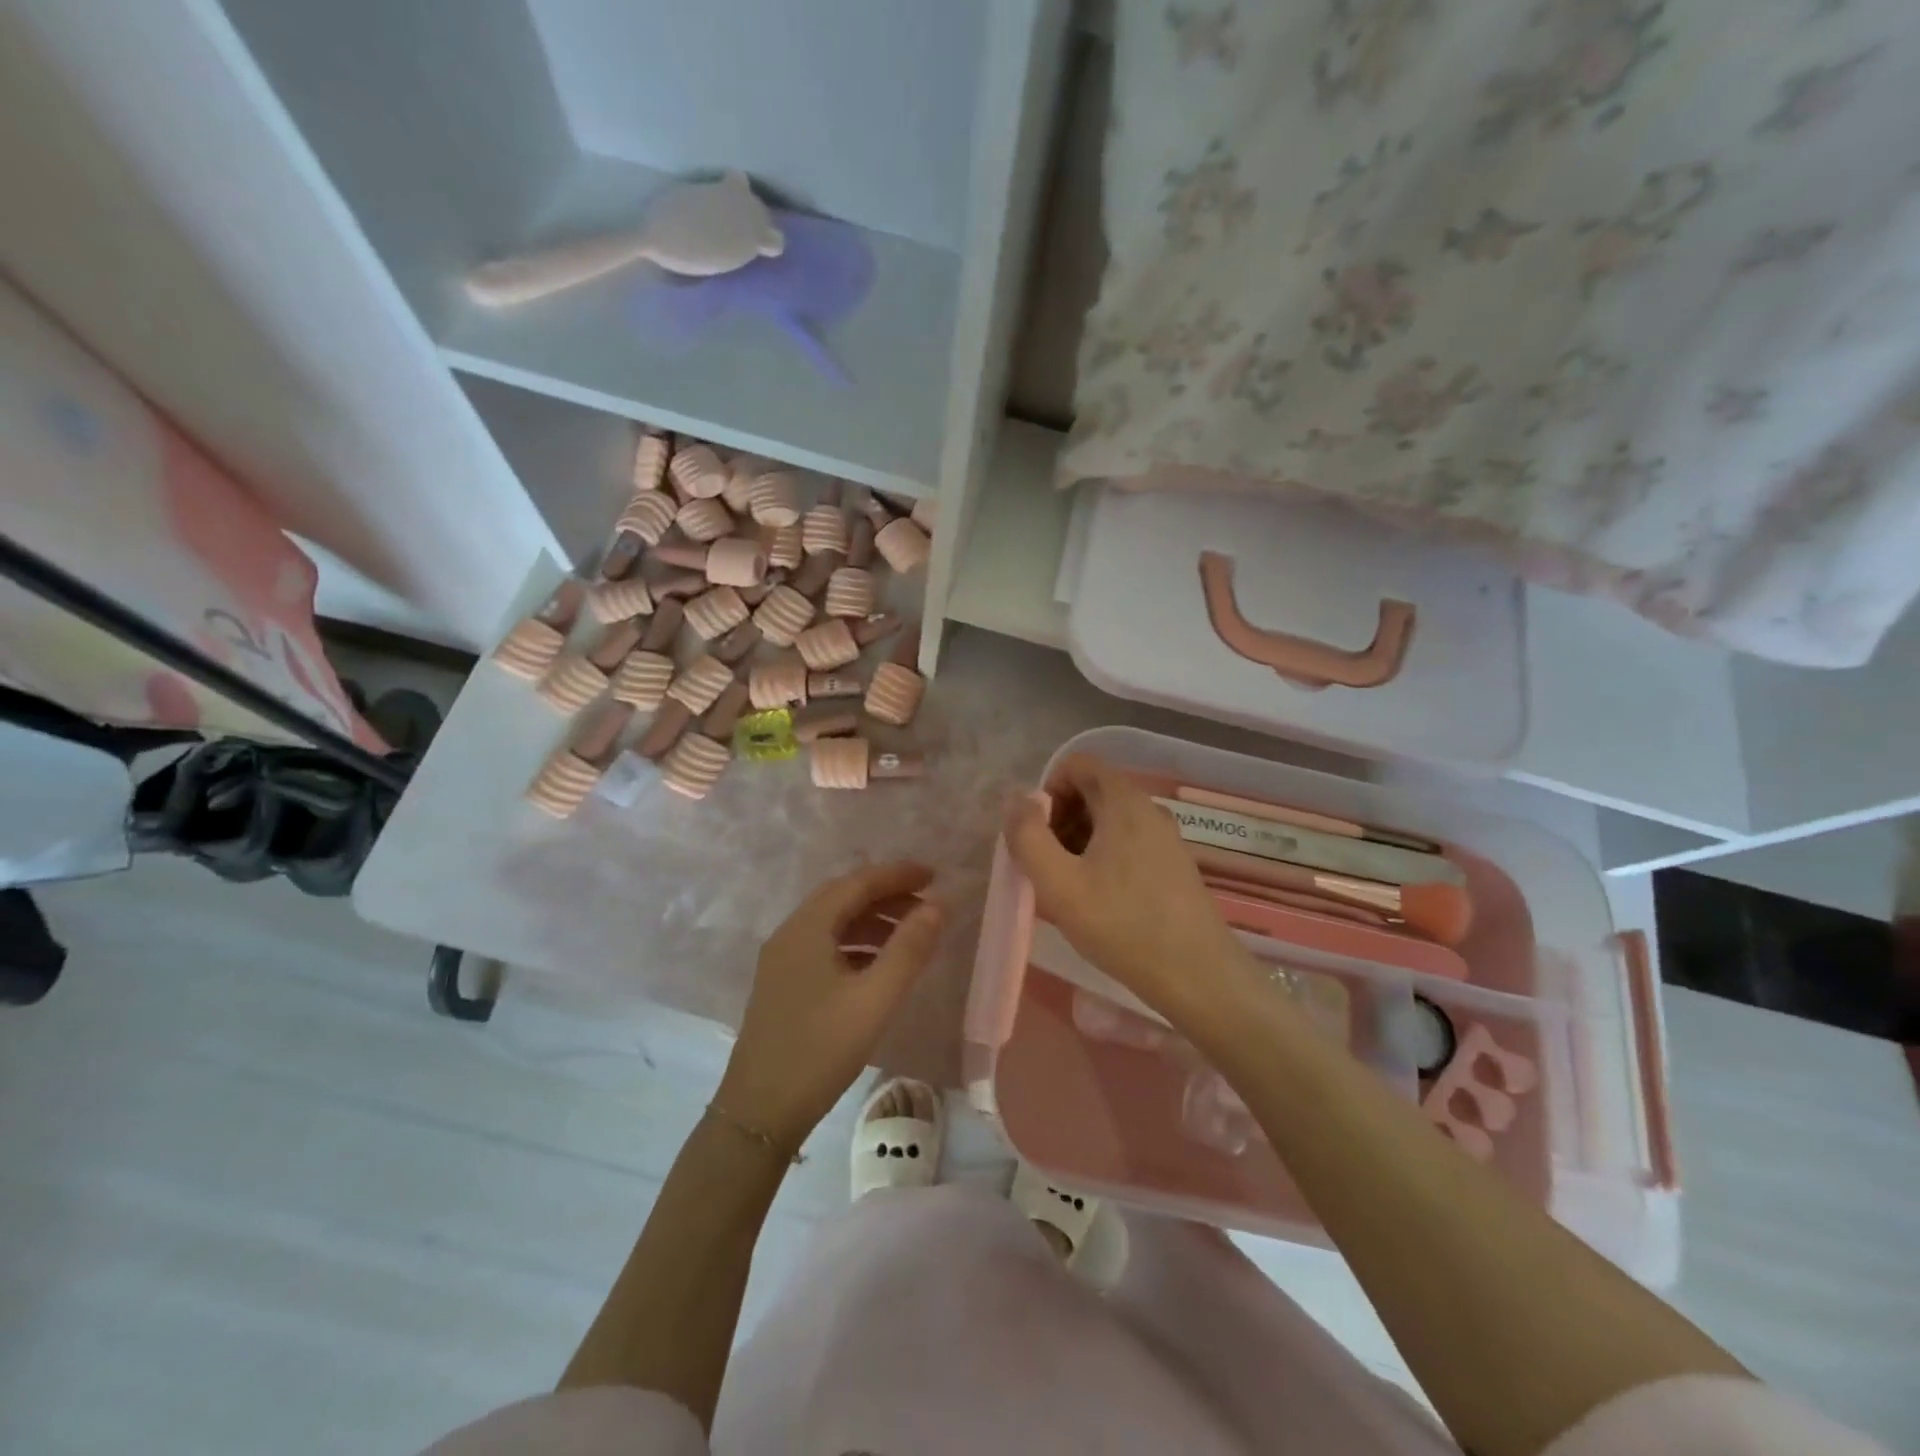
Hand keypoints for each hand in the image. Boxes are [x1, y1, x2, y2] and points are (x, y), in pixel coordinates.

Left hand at [715, 862, 944, 1151]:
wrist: (759, 1113)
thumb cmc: (820, 1050)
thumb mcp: (874, 1000)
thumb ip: (909, 949)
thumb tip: (939, 905)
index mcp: (807, 928)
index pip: (857, 883)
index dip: (897, 875)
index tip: (935, 875)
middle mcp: (790, 934)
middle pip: (843, 897)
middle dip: (886, 894)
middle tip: (927, 902)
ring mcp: (782, 960)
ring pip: (833, 922)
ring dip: (872, 919)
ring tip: (911, 933)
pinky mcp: (783, 984)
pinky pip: (825, 945)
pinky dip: (857, 943)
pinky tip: (879, 965)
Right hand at [1003, 757, 1260, 1023]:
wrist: (1198, 975)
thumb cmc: (1122, 925)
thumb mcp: (1059, 883)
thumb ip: (1027, 836)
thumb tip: (1015, 800)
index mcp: (1124, 801)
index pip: (1077, 764)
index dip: (1047, 790)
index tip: (1036, 834)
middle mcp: (1149, 808)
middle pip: (1092, 790)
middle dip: (1059, 819)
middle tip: (1046, 865)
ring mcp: (1166, 836)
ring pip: (1109, 820)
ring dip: (1079, 841)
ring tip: (1068, 887)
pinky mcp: (1174, 864)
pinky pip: (1128, 842)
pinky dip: (1103, 857)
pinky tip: (1098, 900)